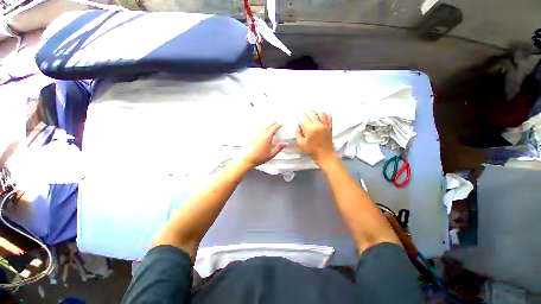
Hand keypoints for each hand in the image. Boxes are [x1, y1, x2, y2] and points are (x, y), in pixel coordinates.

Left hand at [240, 123, 285, 168]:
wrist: (247, 158)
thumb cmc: (259, 157)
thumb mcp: (272, 154)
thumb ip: (279, 148)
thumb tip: (284, 144)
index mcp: (267, 136)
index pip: (274, 127)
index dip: (278, 125)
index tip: (280, 125)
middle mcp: (261, 133)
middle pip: (268, 125)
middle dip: (273, 124)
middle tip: (276, 125)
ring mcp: (255, 133)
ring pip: (262, 126)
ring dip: (267, 126)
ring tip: (269, 128)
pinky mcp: (250, 135)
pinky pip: (257, 129)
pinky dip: (261, 129)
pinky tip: (261, 132)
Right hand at [296, 112, 335, 164]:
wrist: (324, 154)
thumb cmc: (312, 150)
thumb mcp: (301, 143)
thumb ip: (298, 133)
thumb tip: (297, 126)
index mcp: (310, 129)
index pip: (305, 119)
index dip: (301, 118)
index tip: (299, 119)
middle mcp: (318, 125)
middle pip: (312, 114)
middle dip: (307, 113)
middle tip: (304, 115)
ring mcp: (325, 125)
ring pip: (321, 114)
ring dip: (315, 112)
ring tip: (312, 113)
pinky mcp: (329, 127)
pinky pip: (329, 117)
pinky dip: (326, 114)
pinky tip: (322, 114)